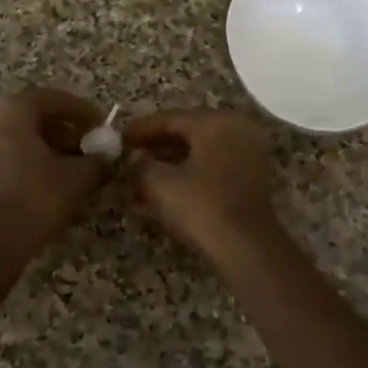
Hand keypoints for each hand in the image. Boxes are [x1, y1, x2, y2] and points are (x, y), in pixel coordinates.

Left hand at [0, 88, 109, 269]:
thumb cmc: (34, 198)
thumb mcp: (76, 178)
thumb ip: (97, 162)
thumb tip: (107, 159)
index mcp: (13, 110)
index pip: (53, 99)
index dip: (82, 111)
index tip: (101, 124)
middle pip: (33, 117)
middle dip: (64, 130)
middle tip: (87, 146)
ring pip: (18, 138)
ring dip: (46, 148)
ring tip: (70, 167)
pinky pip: (4, 156)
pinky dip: (27, 162)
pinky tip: (45, 184)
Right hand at [124, 109, 283, 260]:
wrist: (246, 250)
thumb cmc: (201, 205)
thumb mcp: (160, 183)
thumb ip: (141, 164)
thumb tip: (136, 157)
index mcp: (216, 123)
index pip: (171, 118)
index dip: (141, 129)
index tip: (119, 137)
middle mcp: (236, 133)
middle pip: (186, 136)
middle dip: (154, 150)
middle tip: (127, 158)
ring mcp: (246, 159)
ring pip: (197, 158)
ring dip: (167, 170)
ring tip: (136, 183)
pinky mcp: (248, 186)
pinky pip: (209, 175)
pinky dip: (185, 183)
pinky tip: (156, 201)